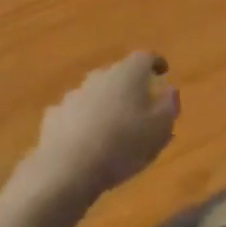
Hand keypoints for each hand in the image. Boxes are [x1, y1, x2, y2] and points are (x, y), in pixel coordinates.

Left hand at [33, 52, 178, 203]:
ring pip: (96, 93)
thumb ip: (170, 105)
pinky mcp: (54, 116)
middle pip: (119, 74)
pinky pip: (76, 113)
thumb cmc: (123, 145)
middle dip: (131, 86)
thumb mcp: (160, 128)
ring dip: (106, 105)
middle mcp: (100, 76)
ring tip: (114, 128)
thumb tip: (170, 88)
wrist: (67, 169)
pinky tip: (88, 141)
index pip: (145, 57)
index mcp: (128, 73)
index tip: (163, 71)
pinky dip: (84, 121)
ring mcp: (74, 94)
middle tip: (141, 106)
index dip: (156, 63)